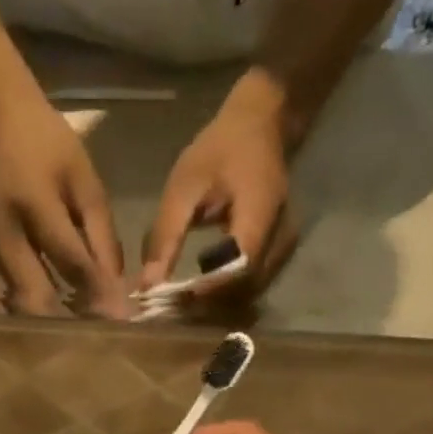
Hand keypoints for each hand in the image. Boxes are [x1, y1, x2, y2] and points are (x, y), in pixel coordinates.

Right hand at [0, 83, 125, 316]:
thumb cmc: (48, 142)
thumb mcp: (84, 178)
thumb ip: (101, 232)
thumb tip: (116, 285)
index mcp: (35, 203)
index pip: (70, 260)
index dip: (97, 292)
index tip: (120, 319)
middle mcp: (6, 233)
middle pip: (35, 295)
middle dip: (67, 322)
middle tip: (97, 339)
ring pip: (17, 303)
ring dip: (47, 323)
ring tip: (77, 338)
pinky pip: (3, 296)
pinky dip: (25, 313)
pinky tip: (47, 326)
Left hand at [141, 69, 299, 303]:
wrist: (261, 125)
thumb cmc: (220, 149)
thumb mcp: (184, 185)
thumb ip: (166, 236)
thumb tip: (147, 285)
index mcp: (261, 211)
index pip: (237, 267)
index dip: (205, 291)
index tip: (172, 300)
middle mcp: (282, 235)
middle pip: (245, 289)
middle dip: (207, 304)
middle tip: (169, 308)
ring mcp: (285, 246)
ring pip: (250, 293)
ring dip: (215, 304)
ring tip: (180, 304)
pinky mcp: (278, 253)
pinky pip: (252, 285)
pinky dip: (224, 295)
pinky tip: (198, 292)